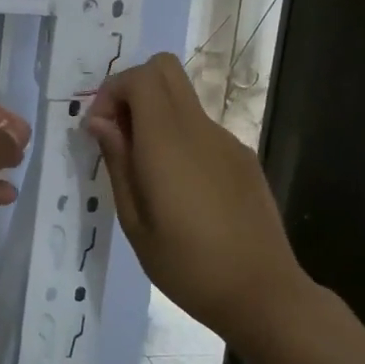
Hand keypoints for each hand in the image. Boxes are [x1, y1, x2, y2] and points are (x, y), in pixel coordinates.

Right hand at [85, 53, 308, 348]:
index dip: (113, 91)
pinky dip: (180, 136)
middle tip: (120, 133)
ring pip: (183, 98)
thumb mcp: (135, 222)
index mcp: (168, 142)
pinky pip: (202, 127)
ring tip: (147, 171)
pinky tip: (182, 189)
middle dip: (133, 88)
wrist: (264, 294)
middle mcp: (200, 128)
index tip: (100, 130)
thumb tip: (100, 122)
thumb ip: (117, 162)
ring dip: (156, 114)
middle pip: (165, 69)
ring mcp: (227, 140)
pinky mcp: (244, 157)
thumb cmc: (189, 266)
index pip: (140, 77)